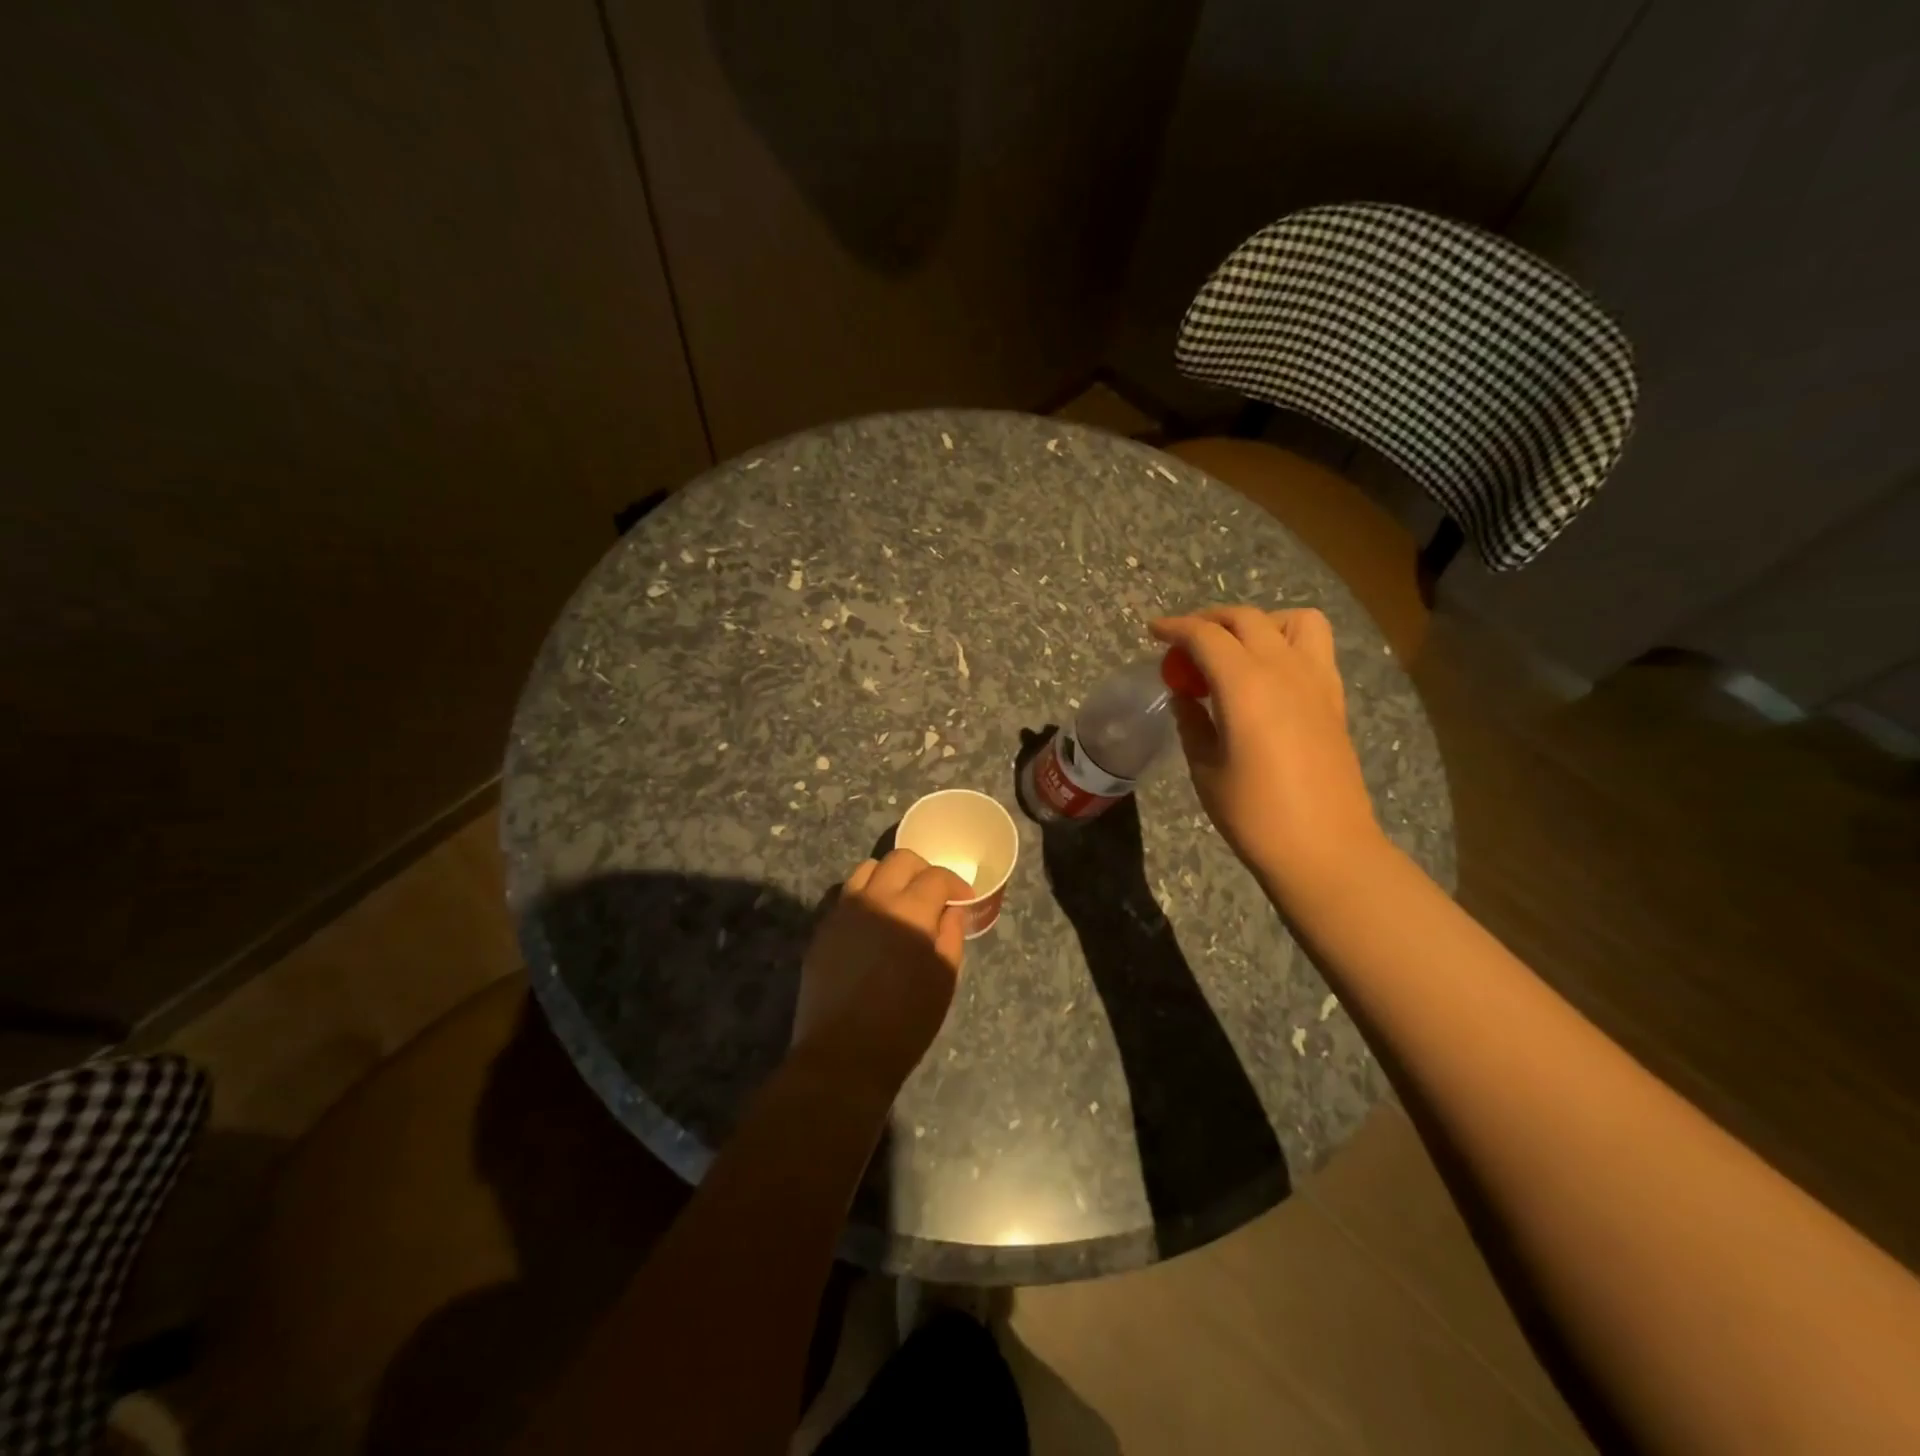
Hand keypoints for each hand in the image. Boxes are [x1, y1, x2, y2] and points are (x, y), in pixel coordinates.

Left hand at [792, 849, 969, 1077]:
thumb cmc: (905, 1022)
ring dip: (889, 877)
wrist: (844, 1054)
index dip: (955, 884)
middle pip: (900, 859)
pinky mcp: (823, 928)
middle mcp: (874, 899)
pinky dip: (865, 896)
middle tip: (934, 894)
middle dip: (923, 870)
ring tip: (900, 902)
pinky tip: (873, 921)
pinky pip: (846, 895)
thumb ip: (951, 936)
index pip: (936, 876)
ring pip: (867, 869)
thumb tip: (951, 910)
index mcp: (910, 911)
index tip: (963, 900)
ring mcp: (843, 911)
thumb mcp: (943, 980)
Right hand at [1150, 606, 1384, 898]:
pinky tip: (1267, 676)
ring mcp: (1317, 682)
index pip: (1206, 636)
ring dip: (1260, 623)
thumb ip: (1192, 723)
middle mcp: (1285, 670)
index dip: (1175, 628)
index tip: (1154, 632)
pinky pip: (1314, 649)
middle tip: (1185, 642)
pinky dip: (1286, 644)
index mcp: (1246, 686)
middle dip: (1210, 620)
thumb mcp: (1206, 769)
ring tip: (1237, 650)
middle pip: (1247, 619)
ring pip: (1294, 620)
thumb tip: (1185, 697)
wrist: (1325, 849)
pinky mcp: (1334, 700)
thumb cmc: (1254, 815)